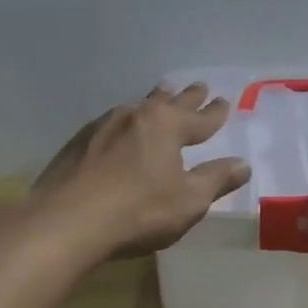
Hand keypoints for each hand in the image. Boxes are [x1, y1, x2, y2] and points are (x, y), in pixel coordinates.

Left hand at [32, 85, 251, 258]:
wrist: (65, 221)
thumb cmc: (138, 211)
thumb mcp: (188, 201)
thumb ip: (216, 180)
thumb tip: (242, 164)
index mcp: (167, 126)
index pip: (200, 117)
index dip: (215, 113)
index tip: (224, 102)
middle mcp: (136, 116)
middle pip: (168, 102)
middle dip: (186, 96)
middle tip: (199, 86)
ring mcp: (102, 126)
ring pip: (137, 108)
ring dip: (153, 102)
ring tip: (161, 96)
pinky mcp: (78, 143)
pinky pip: (111, 124)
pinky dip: (126, 124)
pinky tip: (120, 131)